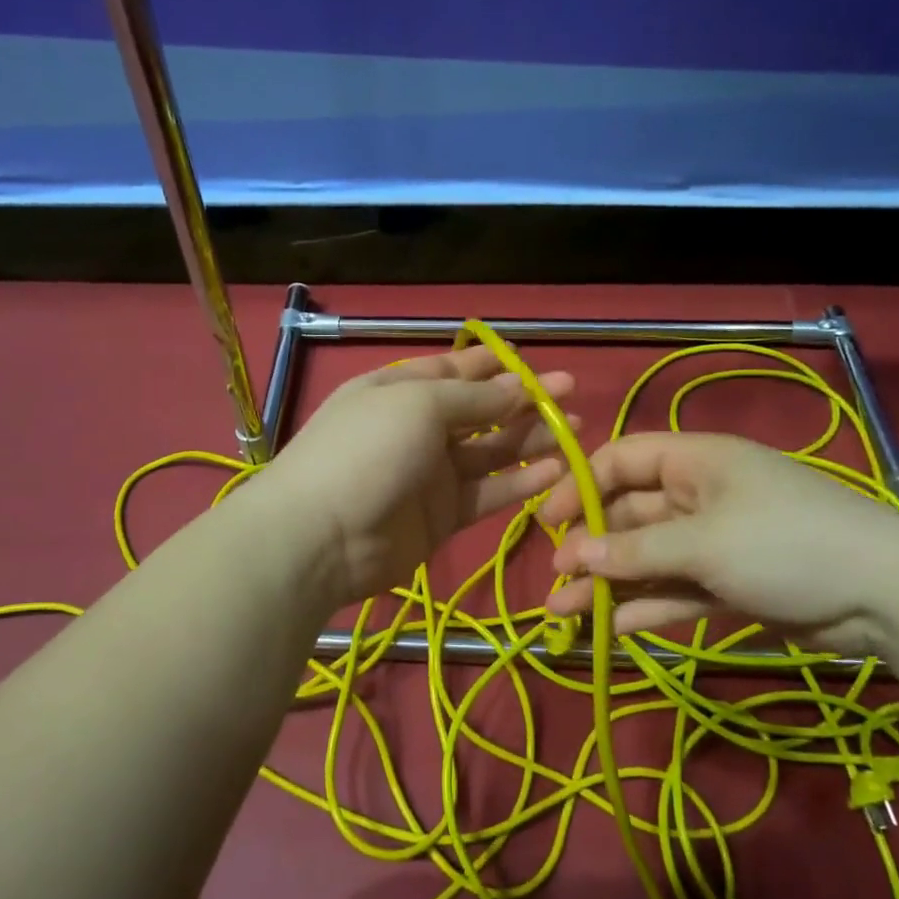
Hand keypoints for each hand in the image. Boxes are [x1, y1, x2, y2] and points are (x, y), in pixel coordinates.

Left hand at [257, 347, 574, 606]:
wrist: (322, 537)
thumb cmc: (367, 450)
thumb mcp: (419, 405)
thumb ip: (474, 398)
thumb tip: (519, 386)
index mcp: (399, 390)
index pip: (454, 370)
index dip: (495, 366)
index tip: (536, 361)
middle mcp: (417, 428)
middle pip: (480, 411)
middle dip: (525, 401)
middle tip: (573, 392)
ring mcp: (430, 475)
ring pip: (490, 452)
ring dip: (531, 440)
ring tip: (576, 430)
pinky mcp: (442, 516)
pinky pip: (488, 494)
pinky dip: (520, 483)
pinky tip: (557, 471)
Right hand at [538, 433, 898, 653]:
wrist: (888, 596)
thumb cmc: (786, 544)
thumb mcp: (705, 542)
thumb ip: (636, 551)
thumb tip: (575, 556)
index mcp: (695, 462)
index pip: (622, 460)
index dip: (581, 487)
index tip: (549, 524)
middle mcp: (699, 496)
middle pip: (629, 515)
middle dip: (591, 547)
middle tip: (555, 581)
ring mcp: (715, 542)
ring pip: (647, 559)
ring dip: (608, 584)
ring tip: (563, 613)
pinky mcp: (729, 584)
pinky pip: (675, 591)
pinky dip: (646, 607)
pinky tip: (612, 629)